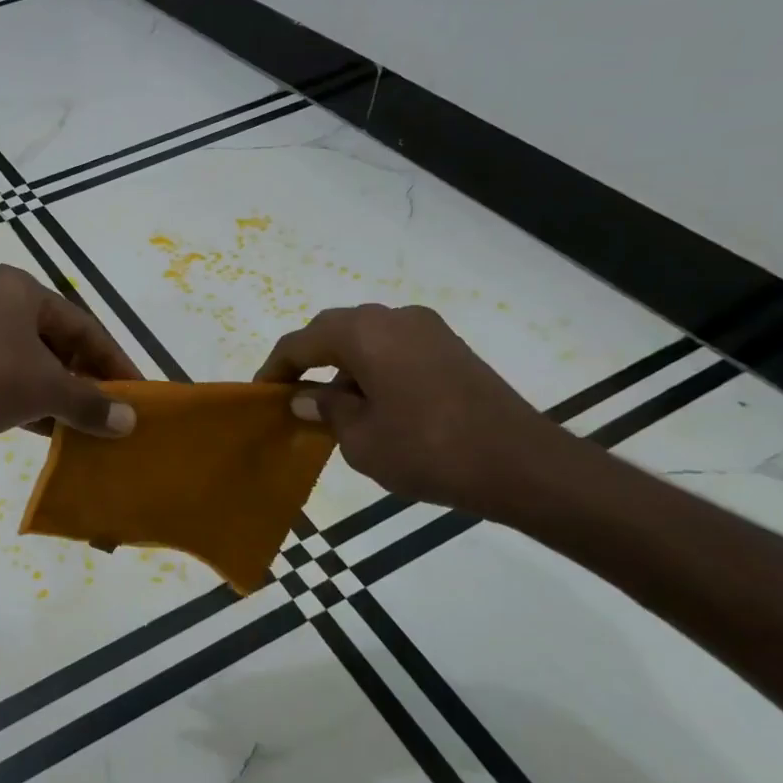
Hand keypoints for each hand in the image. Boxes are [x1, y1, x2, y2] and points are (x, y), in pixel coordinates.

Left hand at [0, 266, 140, 470]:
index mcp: (17, 288)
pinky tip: (52, 431)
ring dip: (58, 395)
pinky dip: (29, 402)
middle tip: (112, 410)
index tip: (136, 391)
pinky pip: (2, 380)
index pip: (81, 323)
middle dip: (84, 378)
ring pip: (27, 363)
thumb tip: (130, 422)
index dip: (113, 360)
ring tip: (87, 426)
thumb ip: (91, 403)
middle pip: (54, 341)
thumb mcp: (47, 389)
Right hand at [255, 304, 558, 515]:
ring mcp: (427, 329)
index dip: (276, 368)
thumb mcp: (360, 439)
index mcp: (363, 333)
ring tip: (332, 404)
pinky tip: (374, 401)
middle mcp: (393, 318)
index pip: (301, 343)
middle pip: (333, 331)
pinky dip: (373, 365)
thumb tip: (306, 396)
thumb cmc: (428, 450)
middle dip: (308, 359)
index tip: (261, 394)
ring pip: (366, 336)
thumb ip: (326, 409)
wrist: (521, 464)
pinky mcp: (450, 346)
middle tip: (292, 394)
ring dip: (342, 363)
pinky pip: (394, 345)